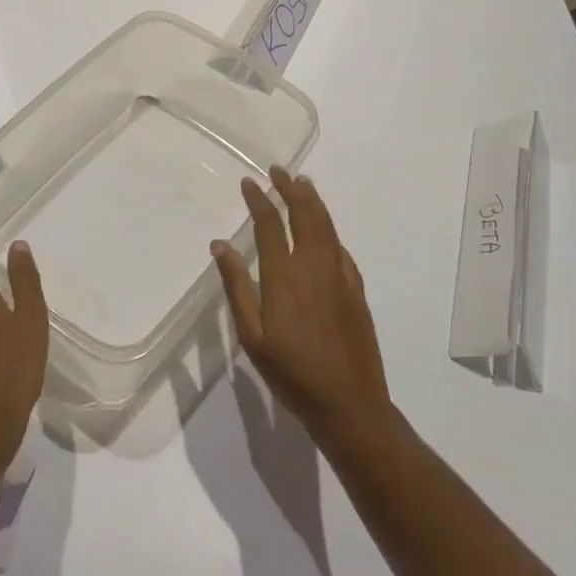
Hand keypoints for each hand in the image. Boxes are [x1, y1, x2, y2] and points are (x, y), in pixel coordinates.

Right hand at [211, 168, 391, 447]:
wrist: (349, 404)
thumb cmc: (291, 373)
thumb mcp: (252, 336)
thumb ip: (236, 286)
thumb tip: (220, 245)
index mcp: (284, 275)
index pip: (270, 224)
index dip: (259, 199)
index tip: (249, 182)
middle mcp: (314, 266)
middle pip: (305, 214)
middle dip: (290, 188)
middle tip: (279, 171)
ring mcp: (339, 275)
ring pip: (326, 225)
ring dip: (313, 200)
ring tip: (302, 184)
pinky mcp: (355, 288)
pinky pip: (340, 246)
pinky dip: (328, 227)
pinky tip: (324, 228)